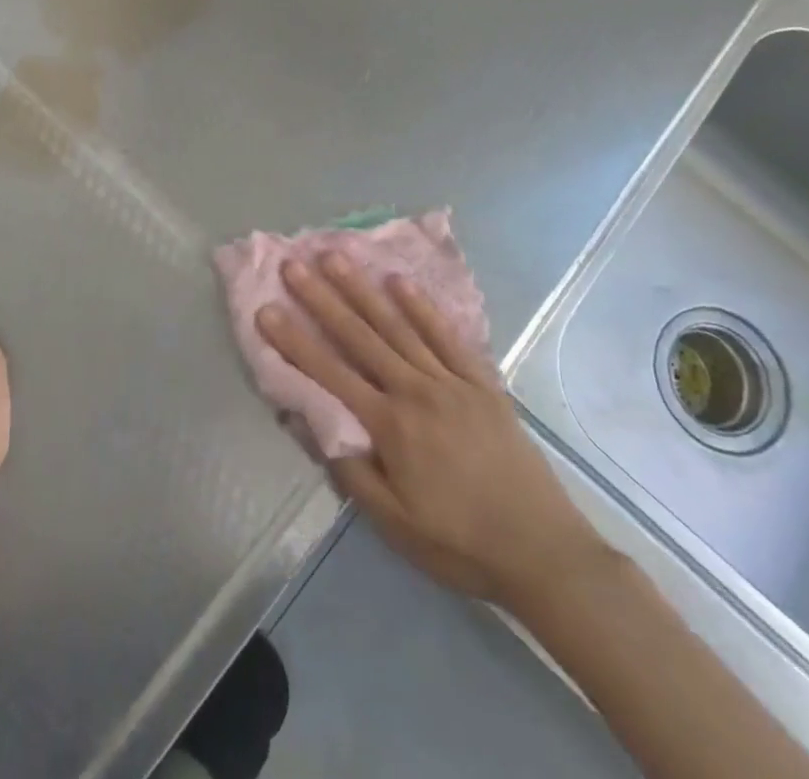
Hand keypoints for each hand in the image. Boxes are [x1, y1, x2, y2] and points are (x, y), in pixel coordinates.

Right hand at [258, 253, 609, 612]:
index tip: (266, 309)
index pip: (329, 373)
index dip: (293, 341)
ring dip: (363, 289)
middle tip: (294, 265)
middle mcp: (415, 390)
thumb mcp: (394, 523)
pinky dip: (421, 306)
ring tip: (336, 257)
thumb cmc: (459, 543)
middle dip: (322, 299)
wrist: (542, 551)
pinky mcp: (481, 382)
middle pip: (359, 336)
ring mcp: (450, 381)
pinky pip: (446, 335)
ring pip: (398, 326)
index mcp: (389, 425)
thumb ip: (350, 469)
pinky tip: (400, 282)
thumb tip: (310, 421)